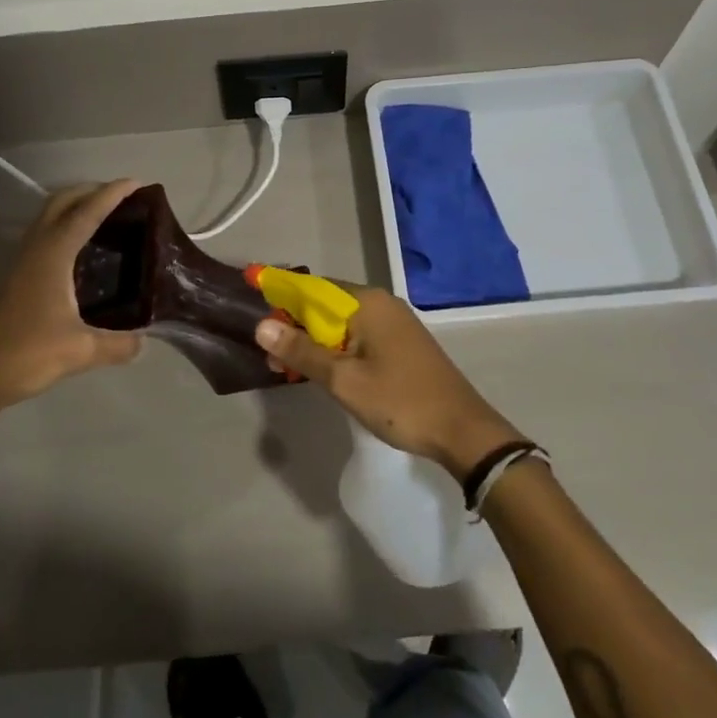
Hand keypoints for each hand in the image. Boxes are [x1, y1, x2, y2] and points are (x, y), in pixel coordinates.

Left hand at [0, 180, 144, 411]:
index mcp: (54, 254)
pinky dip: (66, 226)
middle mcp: (37, 248)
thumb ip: (118, 344)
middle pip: (62, 202)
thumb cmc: (29, 352)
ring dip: (75, 206)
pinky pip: (46, 234)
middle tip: (121, 195)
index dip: (112, 194)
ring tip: (104, 214)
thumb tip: (144, 342)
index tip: (136, 183)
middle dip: (90, 190)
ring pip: (49, 216)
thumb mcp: (82, 350)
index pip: (87, 213)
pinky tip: (81, 248)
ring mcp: (24, 261)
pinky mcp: (19, 276)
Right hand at [255, 286, 524, 481]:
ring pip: (341, 323)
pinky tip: (321, 371)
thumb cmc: (400, 401)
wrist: (462, 430)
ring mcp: (394, 323)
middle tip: (270, 355)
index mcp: (367, 302)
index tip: (254, 303)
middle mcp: (381, 303)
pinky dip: (335, 349)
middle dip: (295, 325)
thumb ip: (302, 351)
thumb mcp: (344, 380)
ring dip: (314, 341)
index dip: (281, 294)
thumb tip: (261, 325)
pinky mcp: (401, 343)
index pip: (312, 287)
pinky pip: (358, 336)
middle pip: (326, 304)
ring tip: (287, 367)